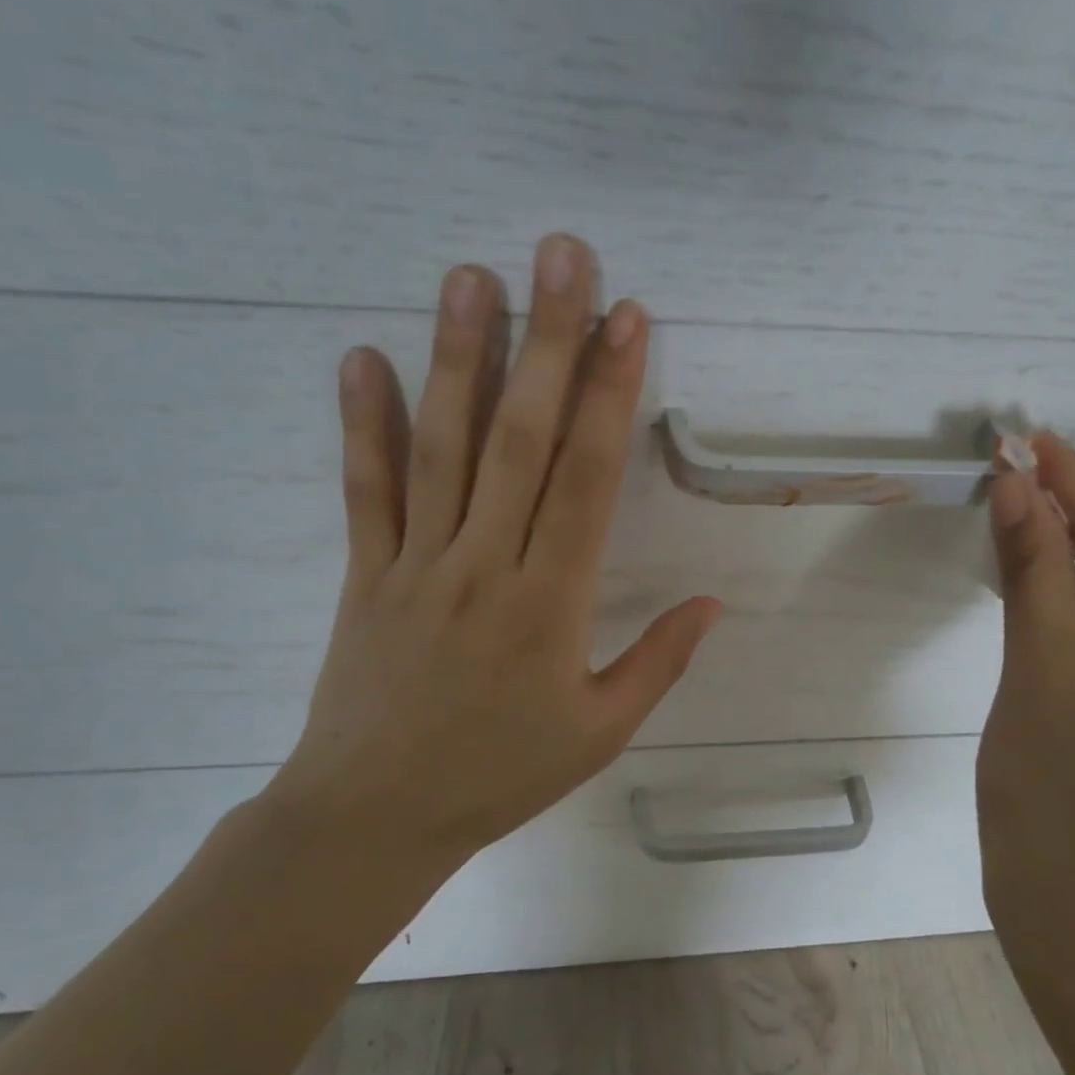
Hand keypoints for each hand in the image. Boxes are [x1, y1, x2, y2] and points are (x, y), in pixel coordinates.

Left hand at [276, 234, 719, 869]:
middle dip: (547, 342)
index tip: (627, 320)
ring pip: (442, 447)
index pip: (588, 477)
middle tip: (559, 257)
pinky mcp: (367, 572)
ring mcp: (418, 563)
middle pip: (520, 438)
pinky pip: (367, 489)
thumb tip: (712, 604)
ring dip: (459, 358)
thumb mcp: (599, 732)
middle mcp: (486, 564)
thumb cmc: (498, 776)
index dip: (610, 393)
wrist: (373, 817)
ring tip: (471, 278)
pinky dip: (363, 423)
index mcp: (551, 603)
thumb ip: (658, 662)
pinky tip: (363, 358)